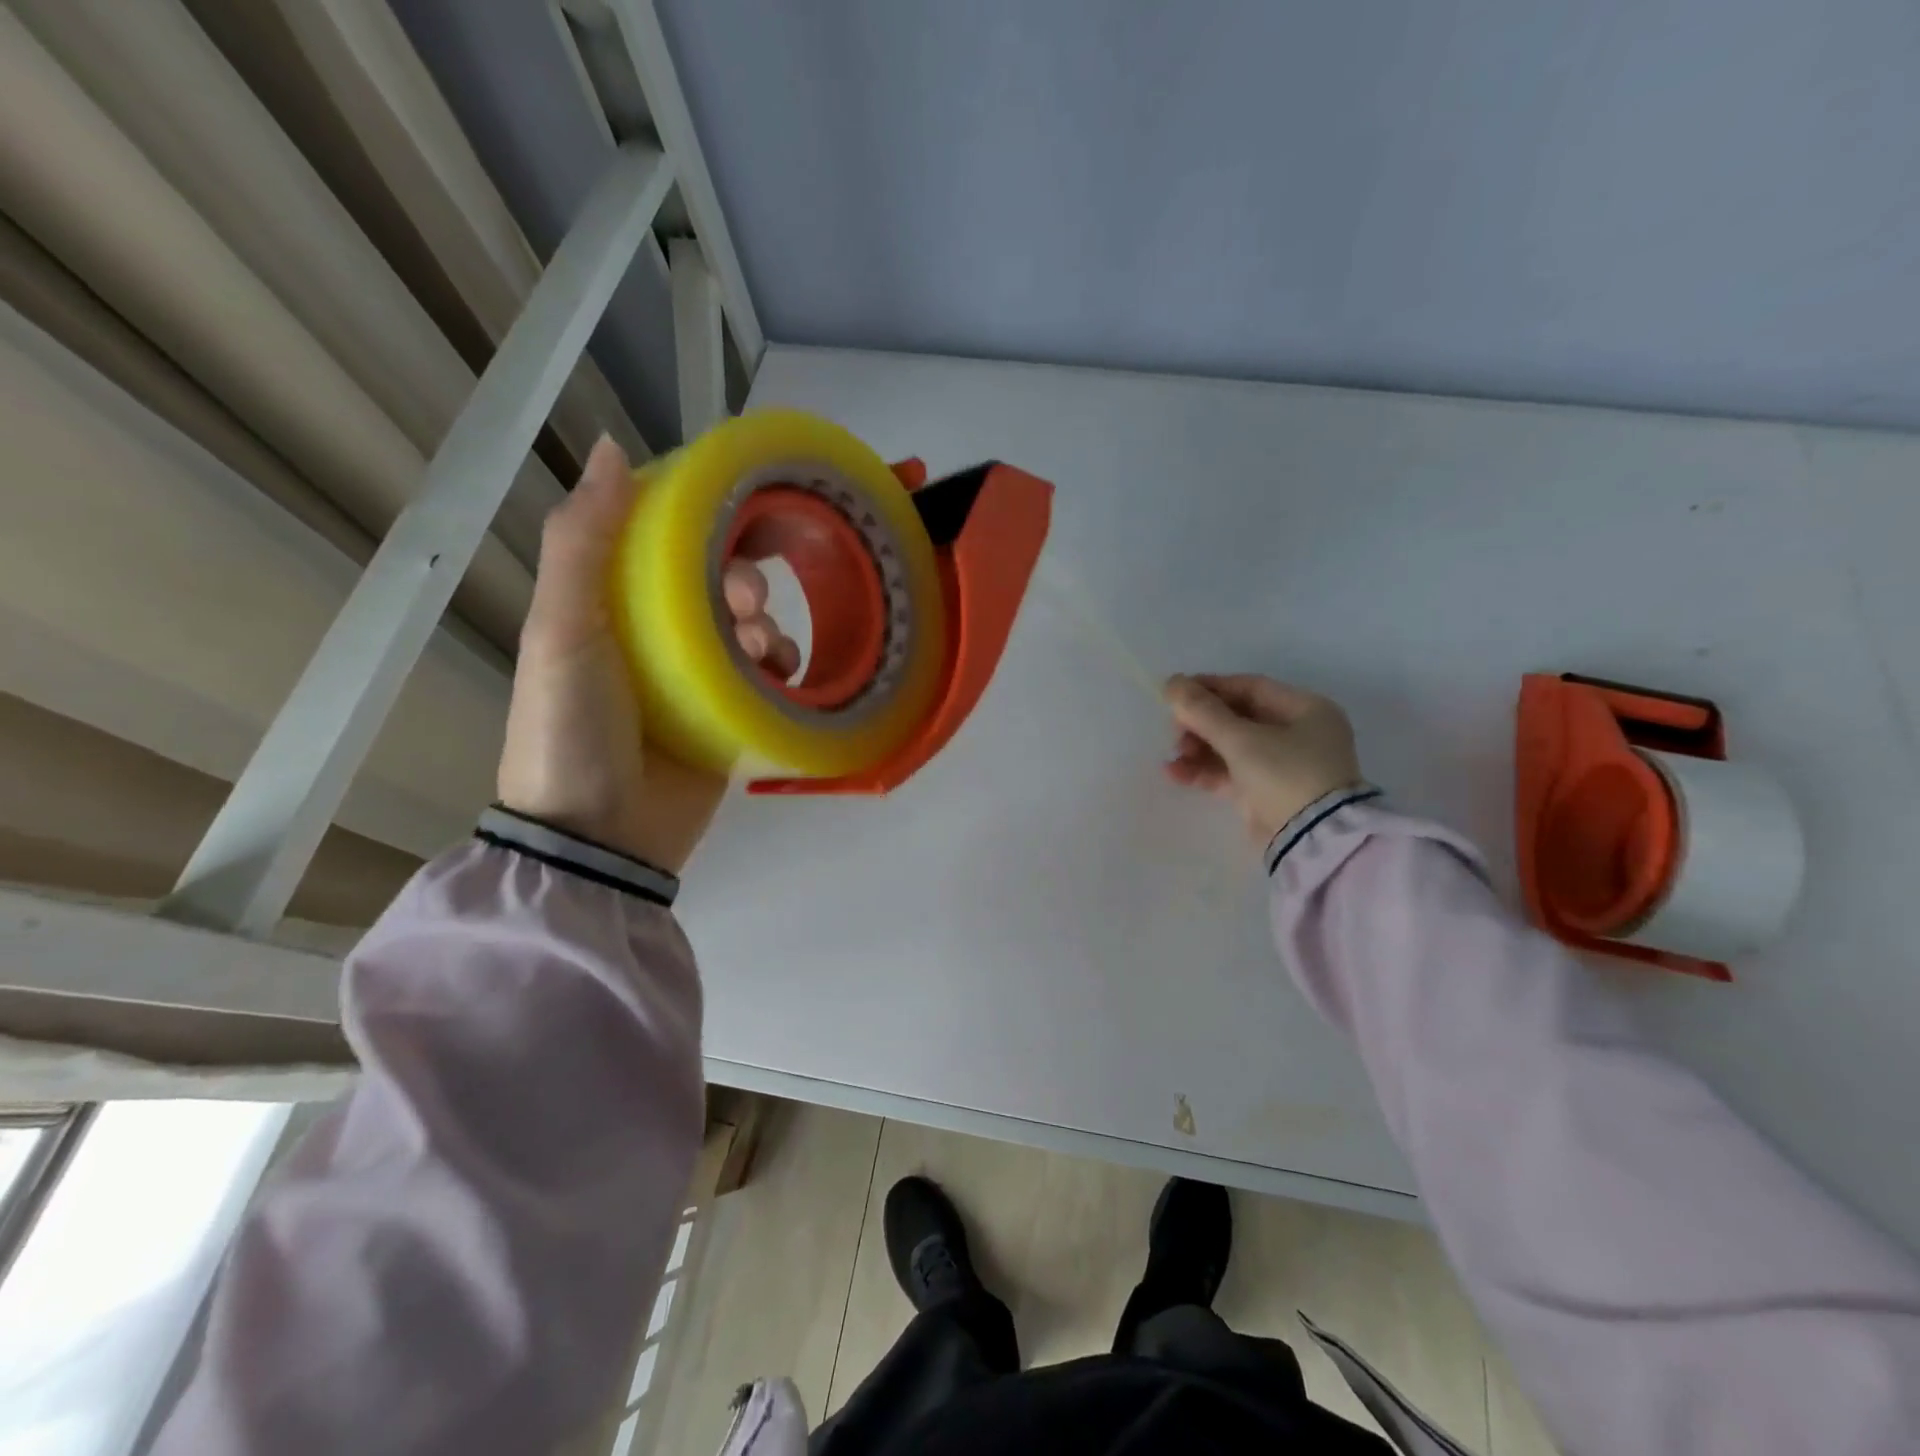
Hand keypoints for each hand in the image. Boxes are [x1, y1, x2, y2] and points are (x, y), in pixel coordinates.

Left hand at [497, 437, 797, 872]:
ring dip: (767, 625)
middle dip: (742, 581)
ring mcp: (697, 681)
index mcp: (613, 606)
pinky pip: (770, 679)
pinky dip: (784, 667)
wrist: (600, 839)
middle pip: (716, 586)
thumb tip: (611, 448)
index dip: (702, 524)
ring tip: (764, 650)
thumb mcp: (563, 630)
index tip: (738, 518)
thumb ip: (583, 543)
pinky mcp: (730, 719)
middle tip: (746, 603)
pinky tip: (783, 673)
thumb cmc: (572, 728)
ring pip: (750, 629)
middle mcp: (656, 638)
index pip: (665, 545)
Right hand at [1162, 673, 1364, 846]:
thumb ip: (1203, 711)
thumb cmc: (1285, 775)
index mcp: (1306, 710)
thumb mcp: (1241, 739)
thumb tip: (1172, 682)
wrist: (1313, 841)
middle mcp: (1299, 734)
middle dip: (1202, 724)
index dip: (1211, 687)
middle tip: (1174, 731)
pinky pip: (1231, 773)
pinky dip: (1205, 772)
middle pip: (1238, 718)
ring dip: (1199, 749)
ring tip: (1174, 757)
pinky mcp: (1267, 793)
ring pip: (1232, 747)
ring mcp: (1283, 766)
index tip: (1176, 693)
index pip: (1250, 687)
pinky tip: (1175, 773)